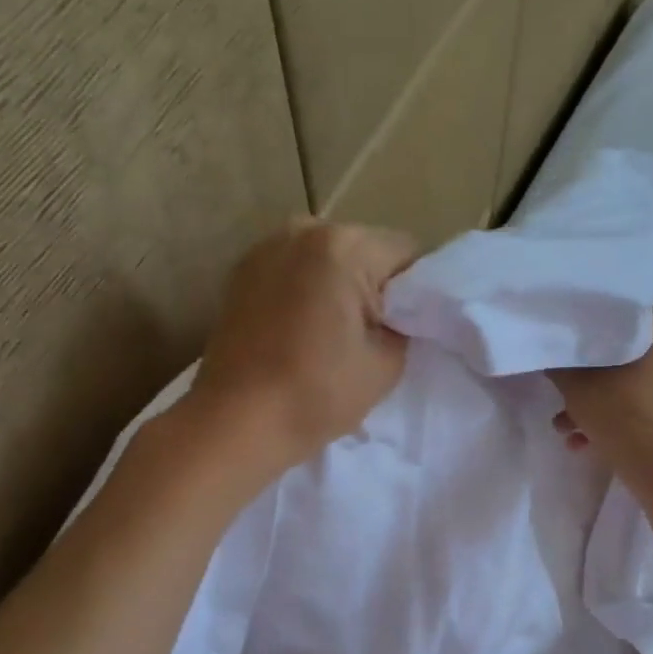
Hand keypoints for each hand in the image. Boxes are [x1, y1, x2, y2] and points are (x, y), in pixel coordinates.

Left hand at [190, 216, 417, 471]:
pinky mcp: (242, 272)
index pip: (407, 253)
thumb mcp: (386, 364)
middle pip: (365, 249)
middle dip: (377, 286)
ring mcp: (265, 248)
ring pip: (328, 260)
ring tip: (333, 336)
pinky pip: (295, 271)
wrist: (235, 423)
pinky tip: (302, 332)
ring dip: (340, 288)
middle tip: (374, 336)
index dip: (418, 292)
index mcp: (343, 246)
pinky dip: (307, 292)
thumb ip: (403, 326)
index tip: (409, 329)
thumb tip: (399, 314)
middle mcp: (302, 230)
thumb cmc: (316, 394)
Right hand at [549, 214, 652, 465]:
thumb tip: (543, 339)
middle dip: (610, 360)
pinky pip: (650, 407)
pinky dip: (623, 421)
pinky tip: (589, 444)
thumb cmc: (619, 406)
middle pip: (646, 338)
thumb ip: (561, 356)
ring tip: (573, 427)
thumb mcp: (575, 379)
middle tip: (578, 383)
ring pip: (642, 379)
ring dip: (608, 400)